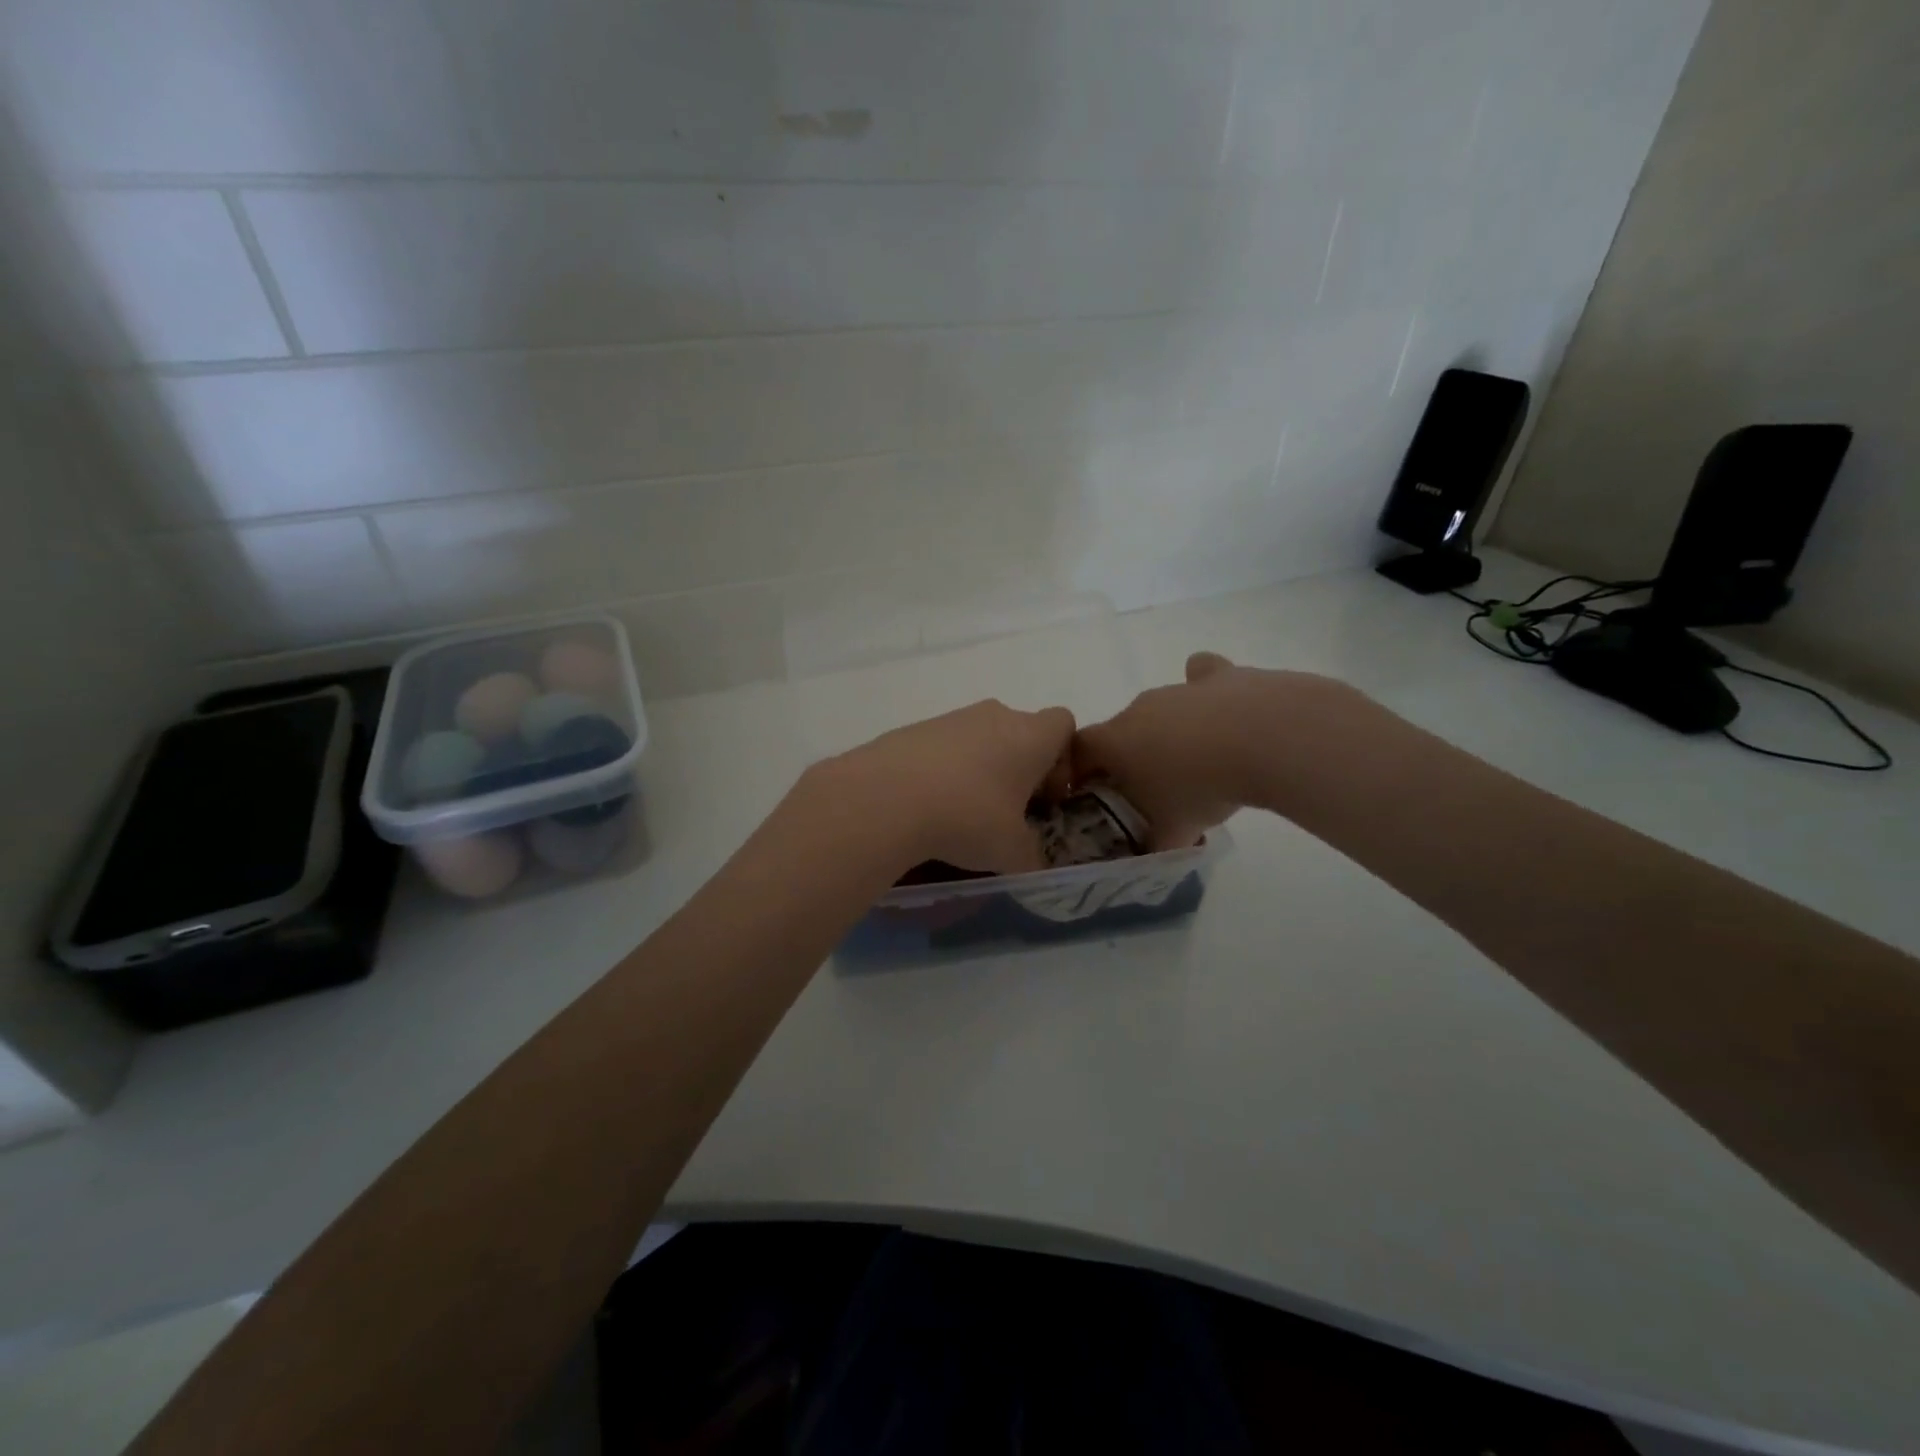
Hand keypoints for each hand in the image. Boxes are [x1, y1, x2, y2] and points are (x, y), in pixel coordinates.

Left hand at [805, 700, 1075, 873]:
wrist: (884, 798)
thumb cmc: (968, 818)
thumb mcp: (1011, 852)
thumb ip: (1031, 857)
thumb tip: (1031, 863)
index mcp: (1030, 736)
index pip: (1064, 725)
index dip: (1063, 760)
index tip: (1046, 797)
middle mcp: (994, 716)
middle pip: (1019, 731)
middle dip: (1018, 769)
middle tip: (1007, 812)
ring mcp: (950, 719)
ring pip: (979, 739)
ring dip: (979, 771)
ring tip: (961, 814)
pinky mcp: (912, 730)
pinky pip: (941, 748)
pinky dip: (943, 772)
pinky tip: (927, 807)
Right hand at [1073, 652, 1359, 849]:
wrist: (1264, 738)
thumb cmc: (1200, 787)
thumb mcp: (1172, 832)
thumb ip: (1154, 843)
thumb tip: (1151, 850)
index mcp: (1114, 741)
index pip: (1078, 749)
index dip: (1078, 770)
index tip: (1094, 794)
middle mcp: (1139, 708)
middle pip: (1121, 730)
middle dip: (1129, 757)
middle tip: (1151, 789)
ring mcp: (1180, 689)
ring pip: (1162, 708)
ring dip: (1170, 732)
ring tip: (1197, 764)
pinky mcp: (1221, 677)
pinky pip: (1202, 678)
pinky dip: (1207, 695)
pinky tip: (1225, 714)